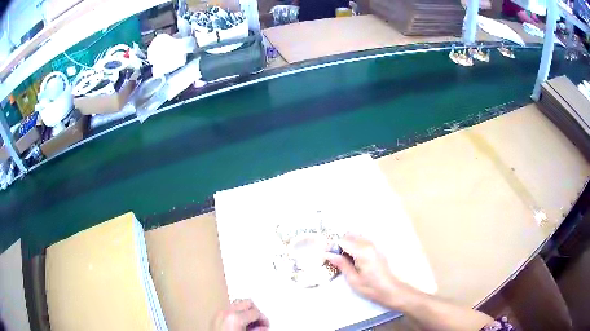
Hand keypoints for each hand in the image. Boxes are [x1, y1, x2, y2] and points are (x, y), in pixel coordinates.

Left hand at [214, 299, 269, 330]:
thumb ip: (258, 330)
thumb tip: (262, 327)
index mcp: (235, 317)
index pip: (256, 312)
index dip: (263, 319)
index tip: (266, 325)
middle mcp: (226, 312)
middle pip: (246, 303)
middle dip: (255, 312)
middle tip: (260, 323)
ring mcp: (219, 314)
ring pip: (237, 305)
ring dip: (245, 312)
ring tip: (250, 324)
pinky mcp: (215, 318)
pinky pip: (229, 311)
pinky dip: (236, 315)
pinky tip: (240, 325)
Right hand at [326, 234, 411, 308]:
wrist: (389, 289)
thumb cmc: (370, 287)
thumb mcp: (352, 278)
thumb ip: (341, 264)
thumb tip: (327, 254)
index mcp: (362, 251)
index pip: (342, 241)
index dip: (332, 246)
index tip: (325, 255)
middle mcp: (368, 244)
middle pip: (349, 236)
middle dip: (338, 244)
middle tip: (332, 257)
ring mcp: (374, 245)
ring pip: (355, 237)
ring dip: (346, 243)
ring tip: (342, 258)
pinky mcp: (376, 248)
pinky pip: (362, 240)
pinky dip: (354, 245)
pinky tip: (351, 257)